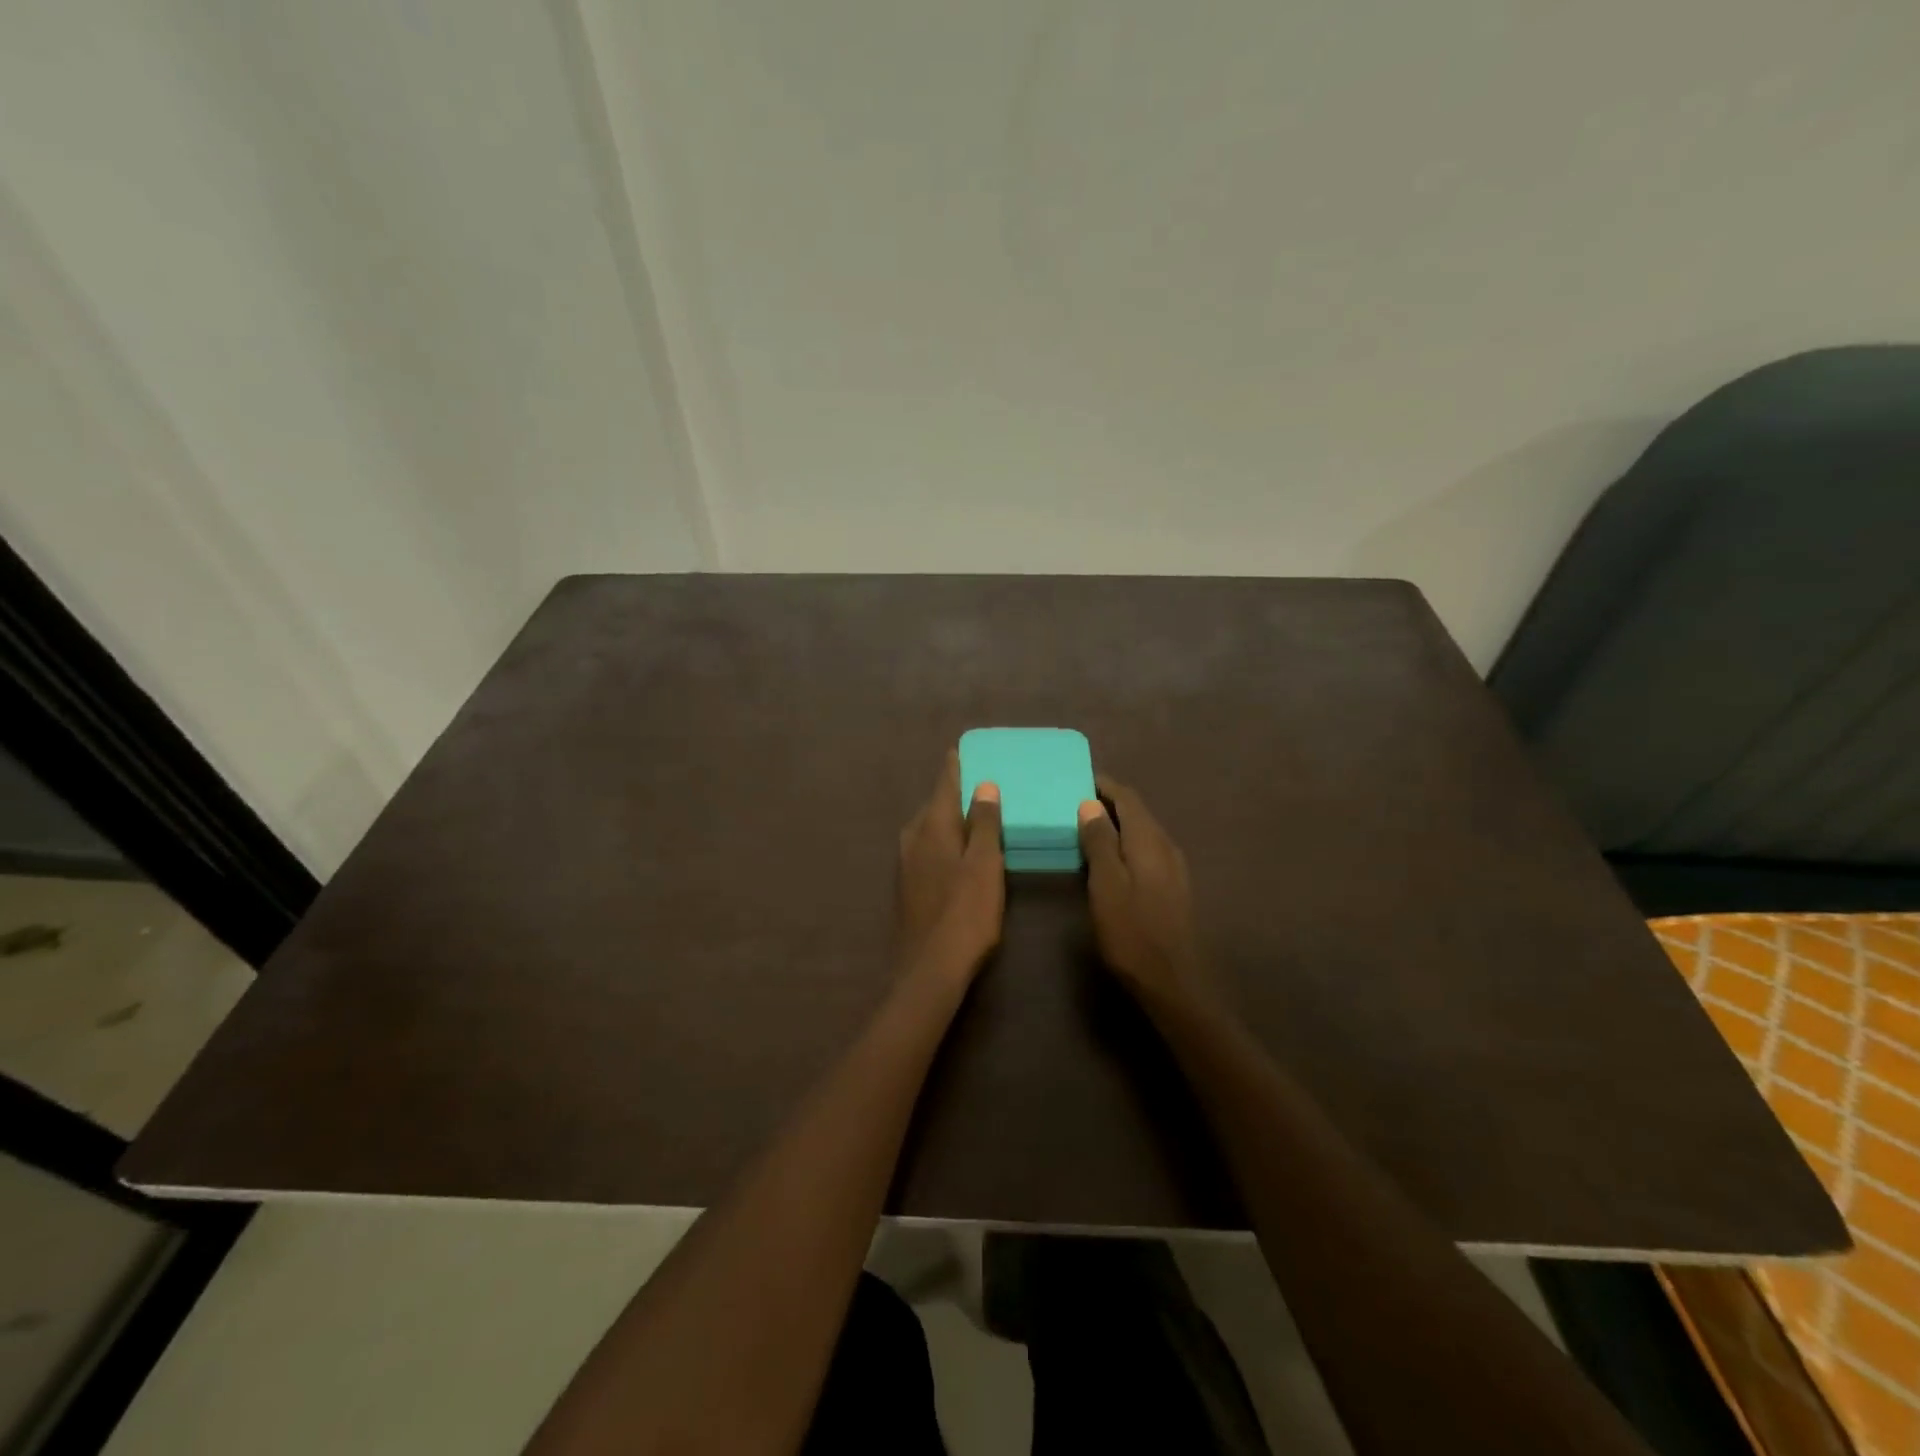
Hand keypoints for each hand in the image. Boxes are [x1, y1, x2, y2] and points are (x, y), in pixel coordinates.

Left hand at [896, 752, 1004, 982]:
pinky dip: (944, 839)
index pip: (944, 784)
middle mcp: (913, 838)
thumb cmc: (965, 913)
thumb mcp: (984, 864)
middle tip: (979, 781)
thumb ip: (983, 823)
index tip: (963, 749)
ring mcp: (907, 863)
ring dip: (948, 817)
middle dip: (953, 791)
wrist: (929, 968)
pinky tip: (958, 850)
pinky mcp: (909, 885)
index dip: (955, 766)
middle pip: (934, 805)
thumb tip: (984, 785)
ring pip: (929, 828)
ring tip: (973, 812)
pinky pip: (928, 847)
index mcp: (932, 827)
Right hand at [1078, 777, 1209, 1006]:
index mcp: (1149, 840)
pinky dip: (1125, 844)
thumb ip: (1099, 842)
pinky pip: (1146, 851)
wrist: (1174, 982)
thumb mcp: (1106, 884)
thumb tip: (1091, 804)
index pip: (1127, 797)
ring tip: (1086, 827)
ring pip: (1142, 833)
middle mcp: (1166, 846)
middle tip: (1074, 801)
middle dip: (1108, 802)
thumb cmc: (1132, 932)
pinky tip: (1109, 859)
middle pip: (1137, 813)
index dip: (1103, 784)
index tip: (1077, 778)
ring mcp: (1174, 868)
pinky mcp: (1172, 888)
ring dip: (1117, 824)